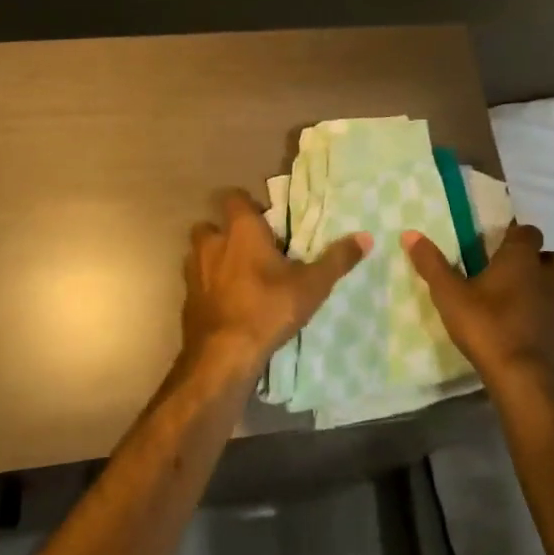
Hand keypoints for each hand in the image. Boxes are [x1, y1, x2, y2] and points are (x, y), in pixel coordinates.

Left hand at [183, 189, 369, 373]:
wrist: (222, 356)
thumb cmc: (268, 308)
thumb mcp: (312, 285)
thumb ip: (337, 259)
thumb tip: (366, 237)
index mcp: (241, 230)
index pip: (234, 198)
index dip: (248, 204)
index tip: (267, 219)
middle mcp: (212, 244)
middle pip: (210, 225)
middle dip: (225, 233)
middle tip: (252, 249)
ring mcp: (194, 273)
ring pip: (199, 254)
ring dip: (214, 259)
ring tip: (238, 276)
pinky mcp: (187, 301)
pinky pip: (197, 284)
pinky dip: (209, 289)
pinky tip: (228, 305)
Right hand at [403, 222, 553, 397]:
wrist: (523, 379)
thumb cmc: (487, 326)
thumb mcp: (449, 295)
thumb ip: (431, 264)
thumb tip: (410, 234)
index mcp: (521, 259)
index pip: (528, 231)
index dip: (514, 233)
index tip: (495, 241)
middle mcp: (545, 277)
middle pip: (547, 256)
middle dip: (531, 258)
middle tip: (502, 268)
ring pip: (552, 285)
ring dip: (536, 286)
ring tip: (508, 298)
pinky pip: (550, 315)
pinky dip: (538, 315)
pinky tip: (516, 327)